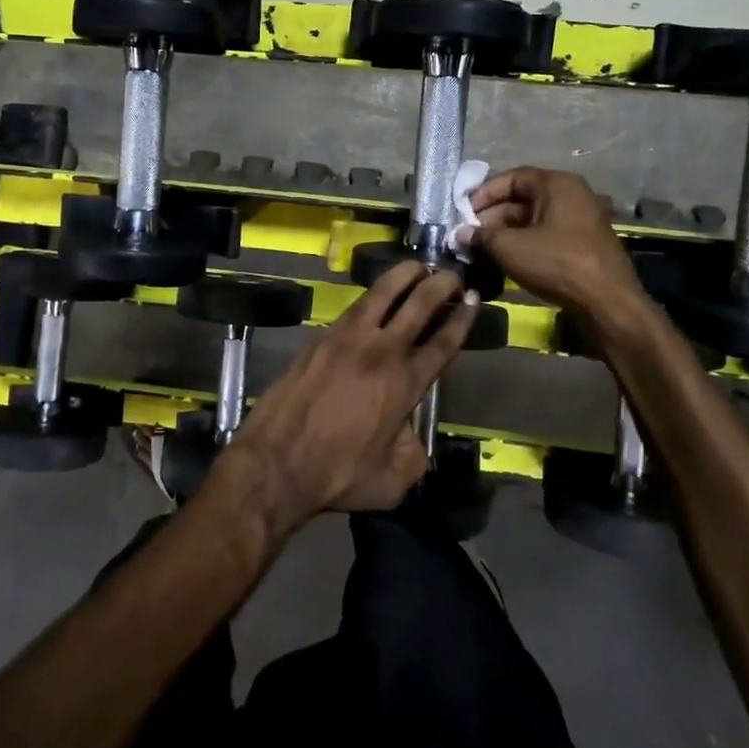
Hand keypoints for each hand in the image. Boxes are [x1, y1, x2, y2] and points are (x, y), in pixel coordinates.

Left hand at [219, 261, 478, 534]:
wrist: (275, 462)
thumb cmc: (337, 475)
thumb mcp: (392, 482)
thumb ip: (413, 455)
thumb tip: (411, 436)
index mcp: (405, 384)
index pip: (443, 341)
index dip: (462, 317)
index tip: (473, 298)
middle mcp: (381, 352)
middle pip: (419, 305)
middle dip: (440, 284)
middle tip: (452, 274)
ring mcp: (347, 339)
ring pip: (382, 293)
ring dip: (404, 275)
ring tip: (416, 265)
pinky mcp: (320, 338)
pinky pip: (353, 308)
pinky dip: (372, 296)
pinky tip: (376, 295)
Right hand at [469, 167, 641, 315]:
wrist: (606, 302)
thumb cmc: (556, 263)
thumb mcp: (510, 248)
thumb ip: (482, 236)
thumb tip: (461, 233)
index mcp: (558, 185)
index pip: (513, 177)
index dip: (485, 192)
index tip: (464, 211)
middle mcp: (574, 195)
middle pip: (525, 198)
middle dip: (494, 215)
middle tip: (470, 234)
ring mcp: (583, 220)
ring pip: (536, 218)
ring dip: (508, 231)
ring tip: (484, 249)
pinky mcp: (586, 243)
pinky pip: (549, 234)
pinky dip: (527, 242)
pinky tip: (508, 260)